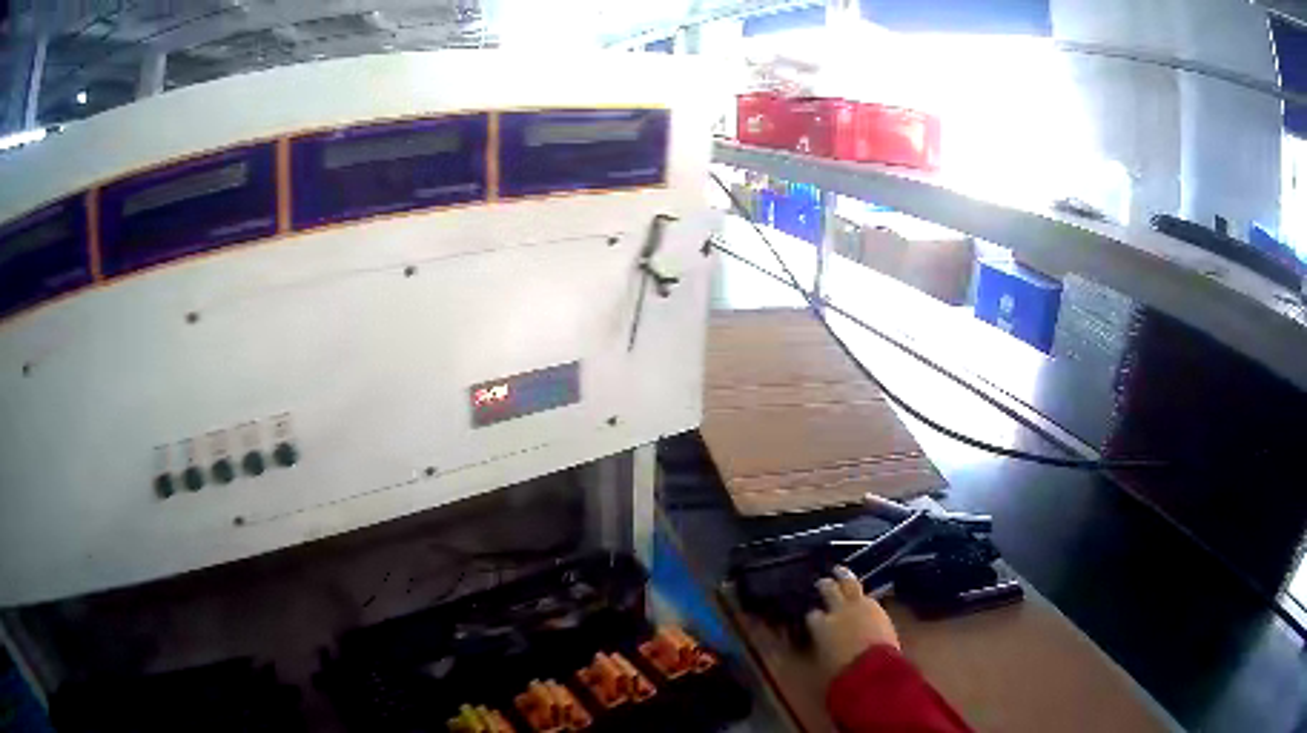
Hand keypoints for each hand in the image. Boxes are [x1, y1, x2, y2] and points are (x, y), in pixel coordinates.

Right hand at [806, 565, 899, 677]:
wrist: (874, 667)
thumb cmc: (843, 672)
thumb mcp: (823, 662)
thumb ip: (821, 647)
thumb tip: (821, 644)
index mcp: (820, 626)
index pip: (812, 614)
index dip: (812, 615)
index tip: (812, 615)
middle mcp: (838, 610)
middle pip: (829, 590)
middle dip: (824, 584)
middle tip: (822, 581)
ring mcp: (859, 605)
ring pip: (849, 582)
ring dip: (844, 576)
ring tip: (840, 570)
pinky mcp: (878, 607)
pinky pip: (867, 595)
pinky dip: (862, 593)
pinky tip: (862, 593)